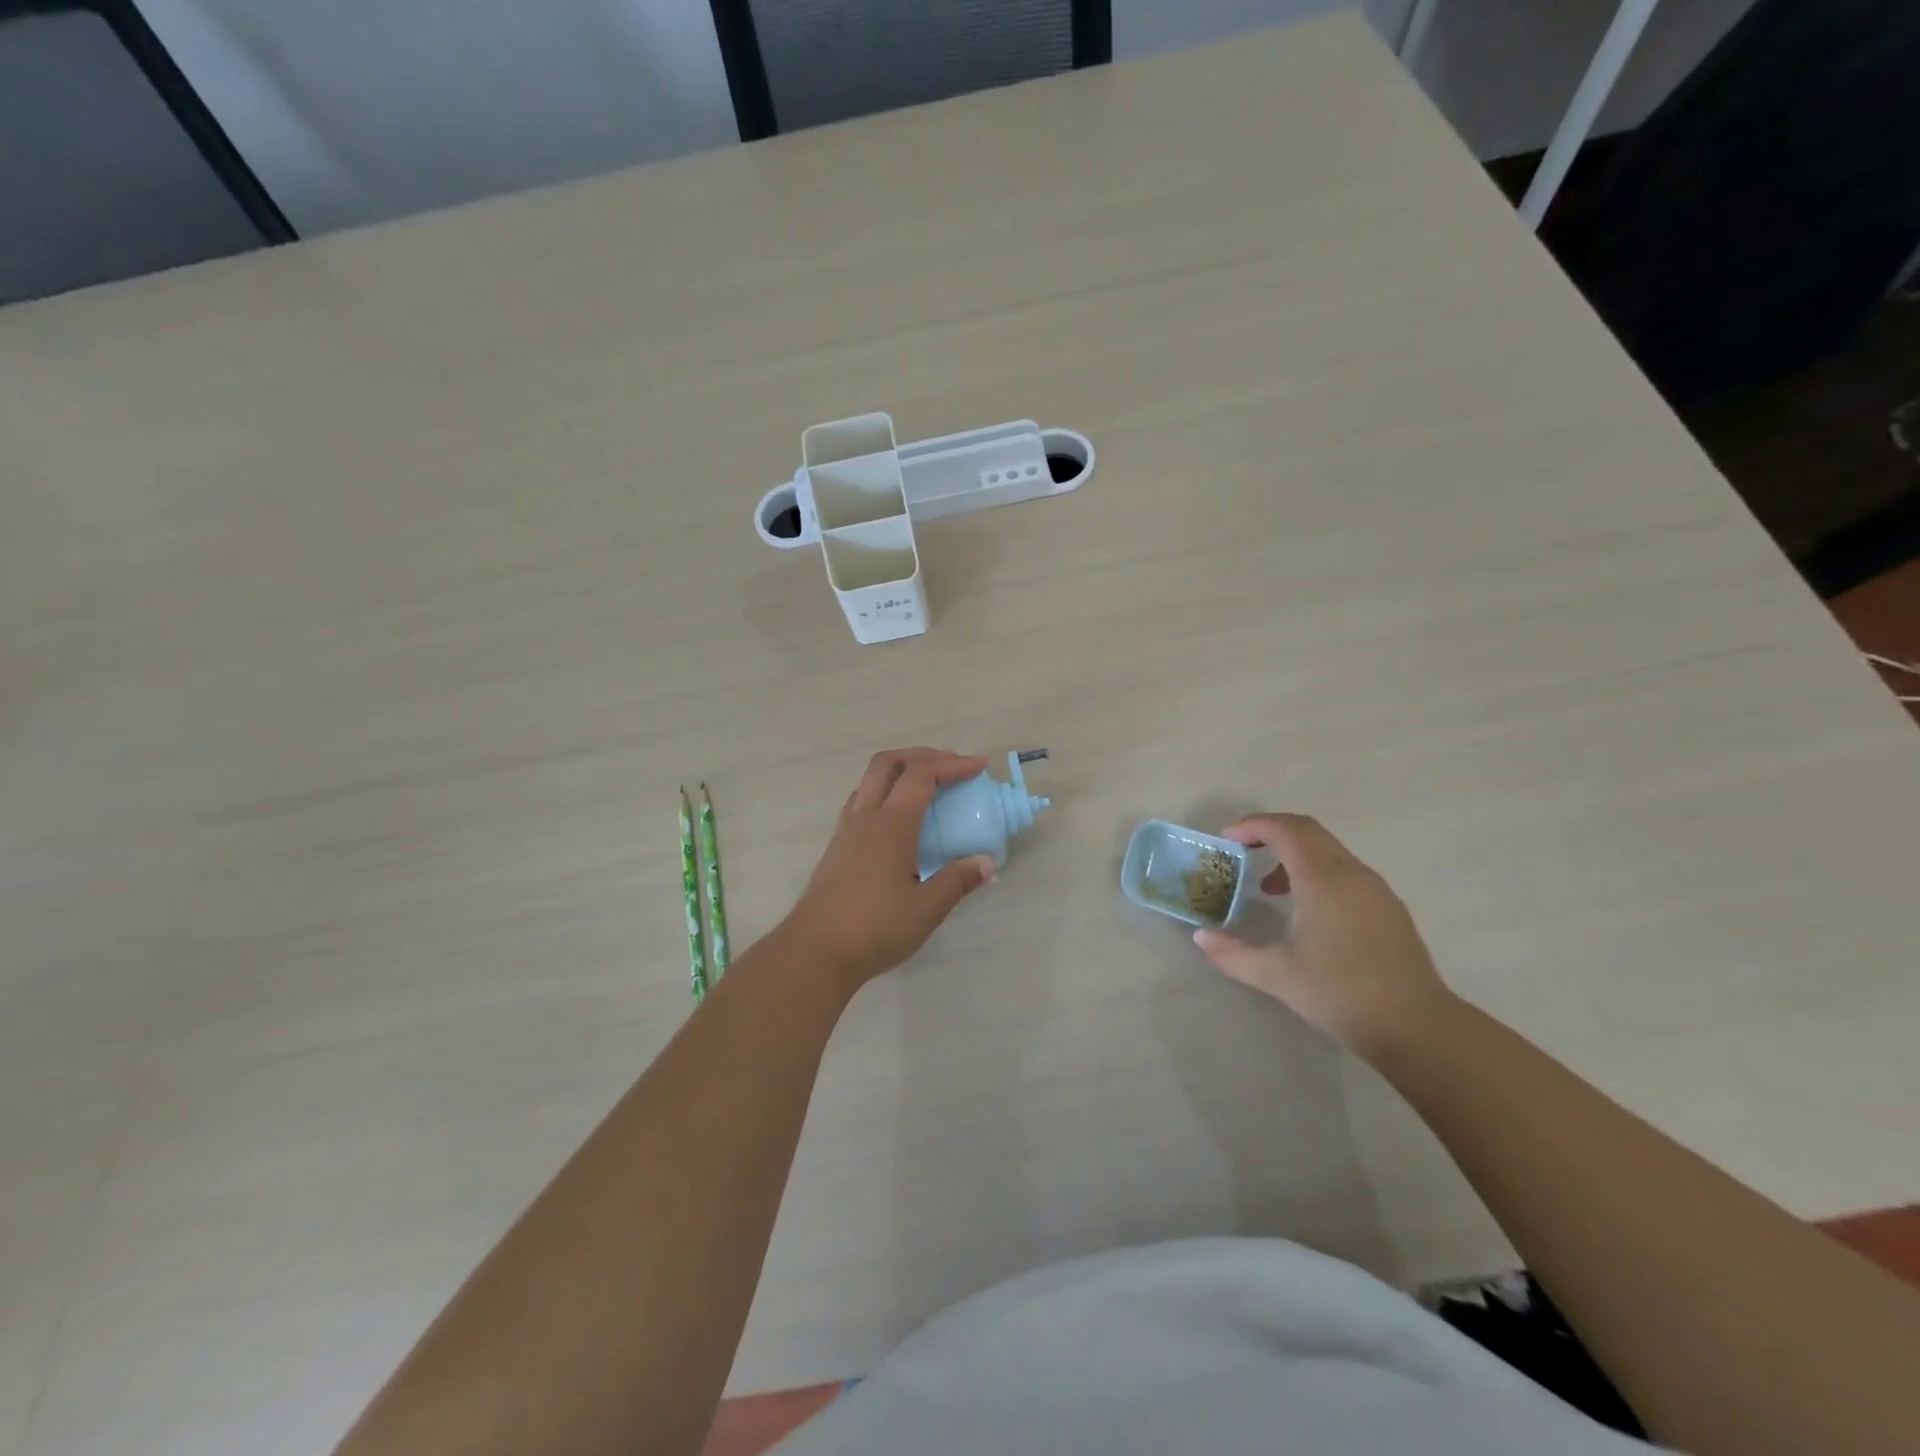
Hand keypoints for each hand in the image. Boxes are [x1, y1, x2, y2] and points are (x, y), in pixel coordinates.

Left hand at [780, 748, 996, 993]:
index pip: (921, 775)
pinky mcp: (836, 847)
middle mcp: (865, 817)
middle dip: (921, 756)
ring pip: (870, 780)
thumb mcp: (926, 909)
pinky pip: (860, 802)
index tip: (978, 766)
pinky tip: (898, 820)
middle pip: (888, 763)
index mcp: (891, 824)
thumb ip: (957, 881)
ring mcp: (846, 831)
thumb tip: (986, 863)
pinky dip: (883, 793)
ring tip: (926, 788)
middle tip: (950, 767)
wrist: (814, 952)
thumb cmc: (874, 928)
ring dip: (899, 772)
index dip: (952, 764)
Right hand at [1192, 814, 1455, 1059]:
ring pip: (1328, 850)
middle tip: (1241, 851)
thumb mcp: (1276, 975)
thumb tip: (1201, 936)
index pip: (1285, 829)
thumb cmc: (1340, 993)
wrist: (1417, 1027)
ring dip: (1293, 854)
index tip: (1226, 840)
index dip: (1252, 826)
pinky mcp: (1387, 906)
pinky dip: (1316, 872)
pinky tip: (1305, 910)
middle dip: (1270, 833)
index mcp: (1323, 879)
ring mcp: (1375, 888)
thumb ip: (1232, 953)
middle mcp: (1351, 873)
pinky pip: (1344, 870)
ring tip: (1268, 887)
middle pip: (1308, 831)